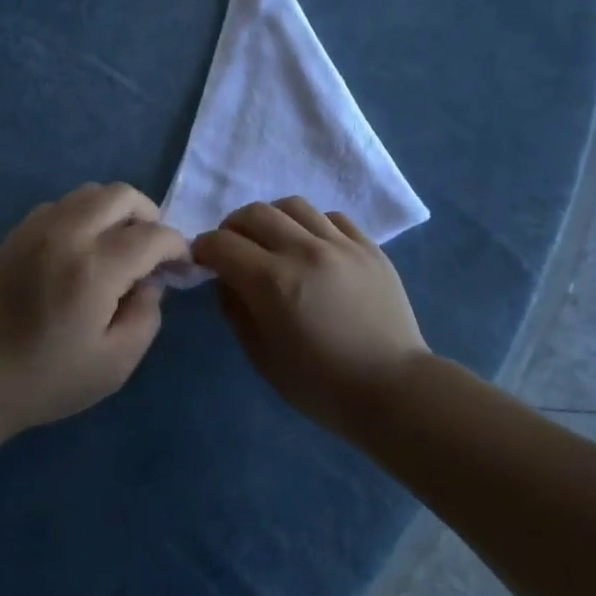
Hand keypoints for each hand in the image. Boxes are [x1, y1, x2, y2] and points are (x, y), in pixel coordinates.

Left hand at [0, 183, 188, 438]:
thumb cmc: (44, 381)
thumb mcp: (114, 365)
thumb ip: (146, 317)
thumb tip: (150, 282)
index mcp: (94, 268)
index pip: (153, 235)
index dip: (177, 248)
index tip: (181, 268)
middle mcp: (67, 234)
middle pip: (122, 195)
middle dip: (149, 217)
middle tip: (151, 252)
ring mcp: (36, 228)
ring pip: (90, 192)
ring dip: (115, 212)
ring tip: (116, 249)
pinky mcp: (15, 233)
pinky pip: (62, 205)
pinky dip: (84, 216)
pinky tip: (80, 251)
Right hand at [192, 197, 429, 436]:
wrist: (392, 389)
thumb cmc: (321, 384)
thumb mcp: (262, 356)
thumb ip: (236, 310)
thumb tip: (227, 279)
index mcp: (274, 282)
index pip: (223, 244)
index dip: (204, 248)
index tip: (202, 259)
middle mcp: (305, 251)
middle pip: (255, 213)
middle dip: (232, 227)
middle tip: (233, 248)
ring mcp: (341, 245)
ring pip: (293, 206)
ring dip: (271, 219)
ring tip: (272, 241)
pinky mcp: (369, 247)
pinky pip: (331, 218)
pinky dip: (311, 225)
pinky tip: (312, 247)